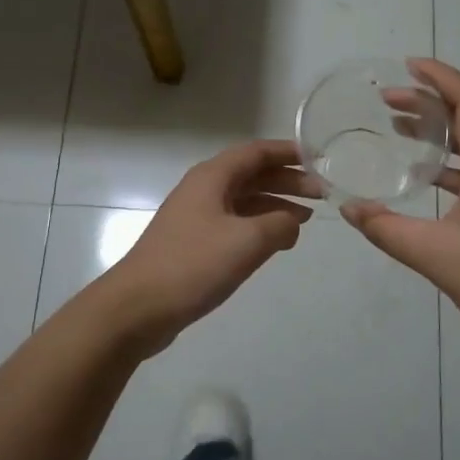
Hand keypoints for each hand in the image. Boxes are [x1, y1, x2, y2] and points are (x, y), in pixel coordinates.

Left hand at [104, 139, 318, 353]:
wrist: (137, 308)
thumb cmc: (193, 265)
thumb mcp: (247, 241)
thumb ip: (280, 225)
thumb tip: (293, 222)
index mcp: (212, 177)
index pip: (257, 152)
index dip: (289, 153)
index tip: (320, 160)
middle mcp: (203, 190)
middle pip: (252, 175)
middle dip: (287, 181)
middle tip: (321, 195)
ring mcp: (196, 217)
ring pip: (244, 201)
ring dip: (275, 205)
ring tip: (307, 219)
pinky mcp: (194, 244)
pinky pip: (235, 224)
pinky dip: (259, 227)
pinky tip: (277, 242)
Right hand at [342, 60, 459, 352]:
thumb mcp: (432, 255)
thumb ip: (385, 229)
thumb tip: (348, 209)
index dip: (439, 77)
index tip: (407, 66)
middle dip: (430, 103)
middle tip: (388, 103)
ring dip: (440, 134)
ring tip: (400, 133)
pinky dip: (452, 165)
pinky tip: (427, 181)